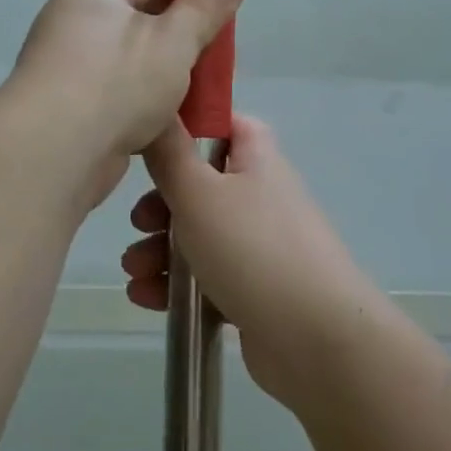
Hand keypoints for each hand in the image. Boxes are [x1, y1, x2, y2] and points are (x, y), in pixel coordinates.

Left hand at [3, 0, 247, 206]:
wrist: (53, 153)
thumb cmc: (117, 82)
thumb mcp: (176, 39)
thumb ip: (207, 6)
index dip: (188, 2)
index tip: (215, 29)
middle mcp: (71, 22)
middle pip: (141, 28)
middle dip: (178, 50)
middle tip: (212, 72)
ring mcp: (65, 68)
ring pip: (130, 68)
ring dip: (161, 85)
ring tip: (196, 104)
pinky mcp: (65, 109)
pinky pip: (113, 100)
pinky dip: (138, 111)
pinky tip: (166, 130)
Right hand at [122, 115, 370, 403]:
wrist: (315, 339)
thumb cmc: (252, 249)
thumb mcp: (199, 193)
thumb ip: (171, 154)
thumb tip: (160, 111)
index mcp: (256, 160)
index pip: (227, 124)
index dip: (191, 127)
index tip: (153, 143)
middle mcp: (261, 196)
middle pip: (202, 185)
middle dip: (161, 205)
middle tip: (139, 222)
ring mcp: (259, 245)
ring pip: (199, 234)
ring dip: (160, 249)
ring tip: (135, 271)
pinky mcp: (253, 289)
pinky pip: (207, 276)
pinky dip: (176, 284)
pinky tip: (147, 298)